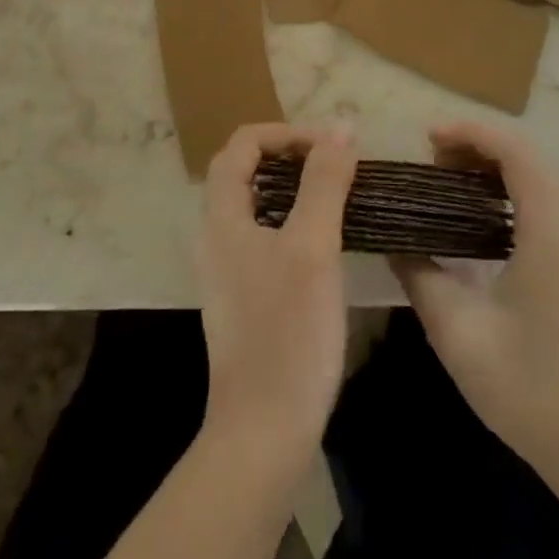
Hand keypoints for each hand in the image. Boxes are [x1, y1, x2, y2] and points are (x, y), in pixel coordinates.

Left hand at [198, 122, 357, 470]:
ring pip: (258, 204)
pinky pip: (267, 235)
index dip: (286, 134)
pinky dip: (296, 219)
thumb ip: (324, 182)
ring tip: (340, 193)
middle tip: (338, 164)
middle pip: (246, 170)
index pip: (243, 145)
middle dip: (292, 155)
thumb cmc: (288, 331)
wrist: (264, 431)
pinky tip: (328, 240)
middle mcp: (217, 236)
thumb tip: (340, 127)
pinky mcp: (247, 296)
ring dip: (296, 187)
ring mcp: (230, 269)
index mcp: (223, 217)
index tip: (331, 146)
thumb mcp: (313, 247)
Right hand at [392, 121, 558, 491]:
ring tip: (446, 180)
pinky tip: (476, 216)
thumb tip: (393, 243)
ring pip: (538, 178)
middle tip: (430, 161)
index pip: (515, 151)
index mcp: (548, 230)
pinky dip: (508, 190)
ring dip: (494, 167)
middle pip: (527, 157)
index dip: (470, 133)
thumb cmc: (528, 387)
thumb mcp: (457, 331)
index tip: (427, 138)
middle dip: (478, 145)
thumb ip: (420, 276)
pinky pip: (543, 203)